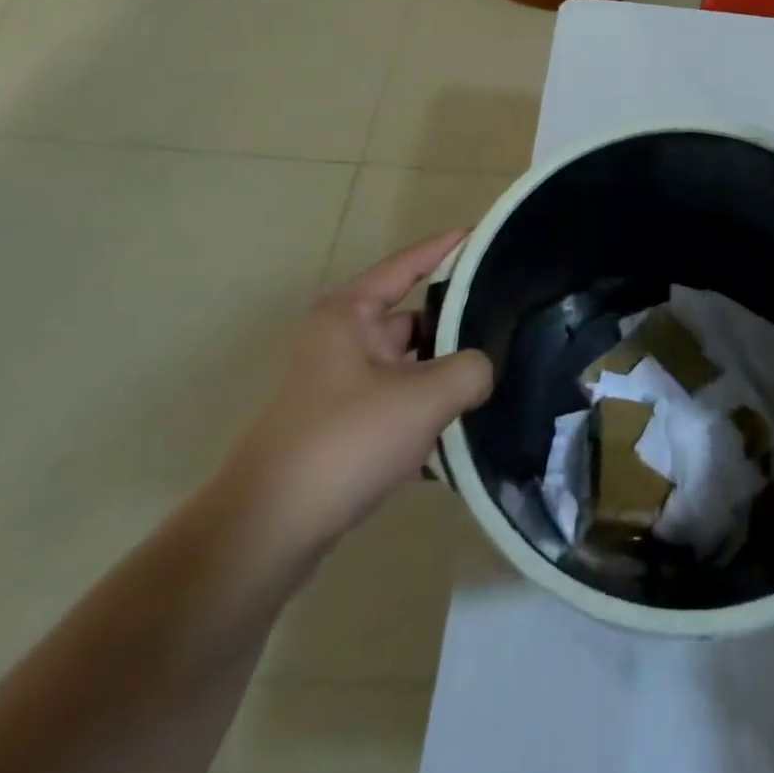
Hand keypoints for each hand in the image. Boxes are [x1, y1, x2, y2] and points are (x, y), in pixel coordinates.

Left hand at [219, 232, 493, 551]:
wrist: (264, 536)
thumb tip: (481, 370)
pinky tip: (460, 433)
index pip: (408, 264)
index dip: (448, 248)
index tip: (486, 237)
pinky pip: (395, 405)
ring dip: (443, 376)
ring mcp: (336, 386)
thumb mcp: (424, 398)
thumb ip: (471, 370)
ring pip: (408, 367)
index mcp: (349, 314)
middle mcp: (340, 341)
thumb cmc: (343, 442)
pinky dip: (425, 413)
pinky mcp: (338, 428)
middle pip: (413, 319)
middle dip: (457, 326)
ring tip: (494, 380)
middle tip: (509, 326)